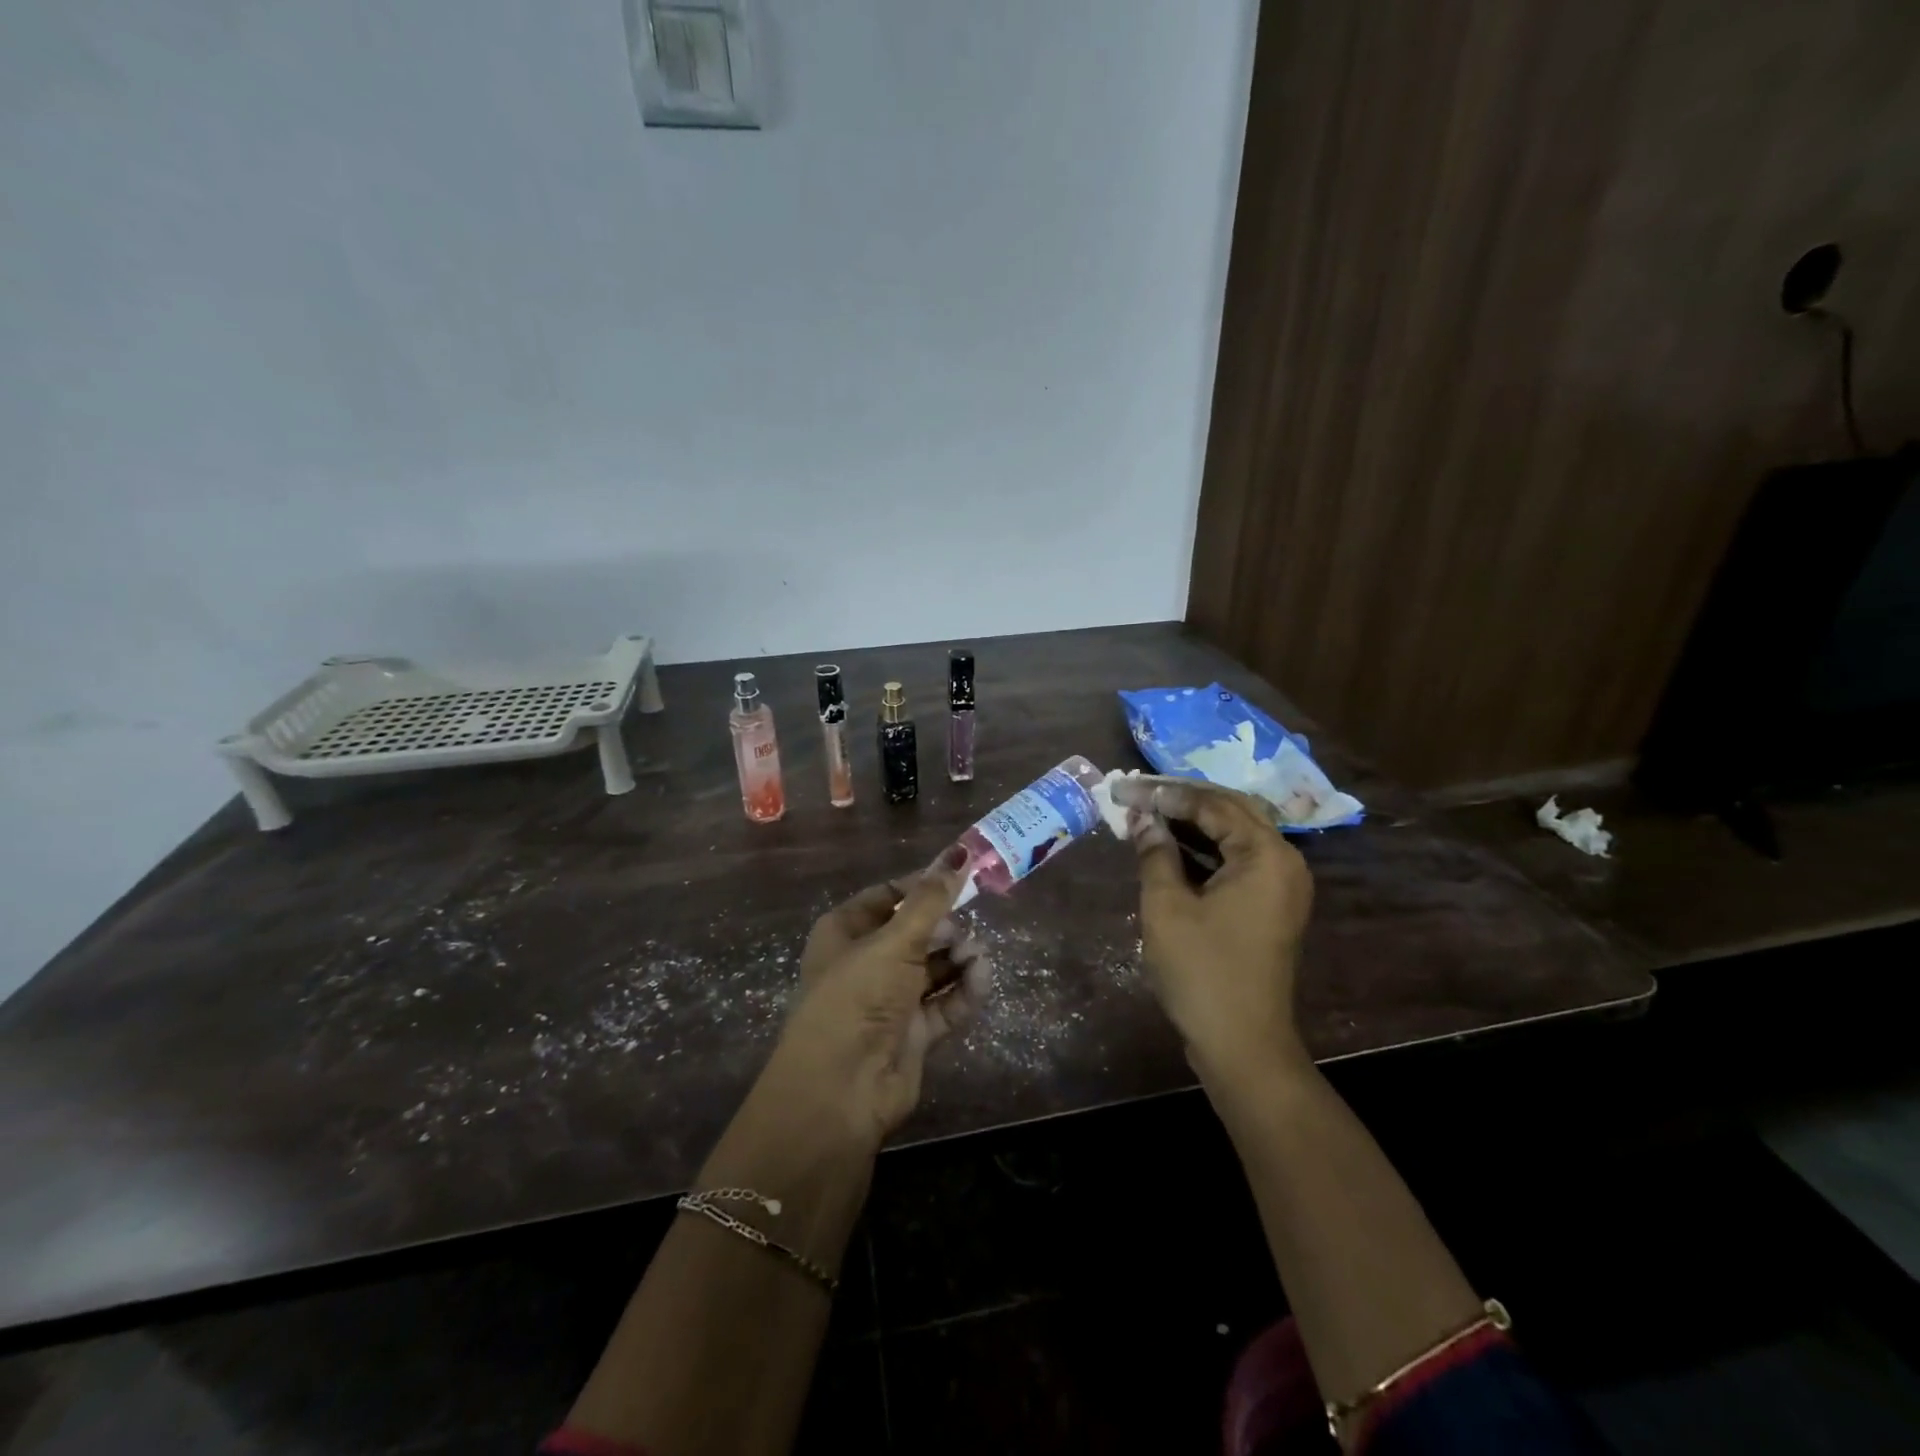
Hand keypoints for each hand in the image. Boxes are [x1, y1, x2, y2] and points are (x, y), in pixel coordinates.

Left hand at [758, 849, 991, 1149]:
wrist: (840, 1091)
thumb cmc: (857, 997)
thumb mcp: (894, 941)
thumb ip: (931, 900)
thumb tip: (960, 853)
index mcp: (845, 932)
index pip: (888, 895)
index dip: (923, 886)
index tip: (961, 877)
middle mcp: (866, 962)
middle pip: (916, 931)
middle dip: (945, 928)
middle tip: (964, 932)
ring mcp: (889, 1000)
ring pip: (934, 967)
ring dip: (959, 958)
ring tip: (975, 956)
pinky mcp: (912, 1034)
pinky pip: (945, 1003)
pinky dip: (964, 991)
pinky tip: (981, 979)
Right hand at [1110, 778, 1314, 1079]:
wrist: (1242, 1044)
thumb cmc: (1202, 971)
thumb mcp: (1166, 906)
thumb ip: (1155, 853)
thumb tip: (1142, 817)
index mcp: (1266, 855)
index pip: (1213, 805)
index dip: (1166, 794)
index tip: (1125, 788)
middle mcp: (1283, 861)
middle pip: (1231, 811)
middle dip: (1182, 799)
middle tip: (1137, 793)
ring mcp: (1280, 885)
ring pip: (1234, 834)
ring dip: (1192, 823)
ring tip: (1147, 813)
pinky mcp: (1270, 905)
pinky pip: (1237, 860)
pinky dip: (1204, 850)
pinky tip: (1169, 846)